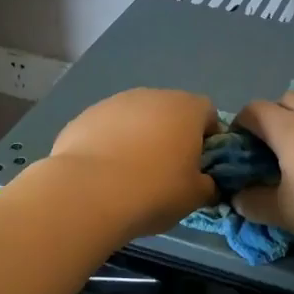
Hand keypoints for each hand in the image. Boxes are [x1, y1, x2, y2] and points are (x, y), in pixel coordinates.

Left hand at [47, 88, 221, 238]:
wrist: (87, 193)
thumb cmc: (154, 191)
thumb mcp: (194, 197)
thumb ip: (208, 185)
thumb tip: (206, 183)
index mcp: (186, 109)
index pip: (209, 114)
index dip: (209, 140)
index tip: (200, 167)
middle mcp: (152, 96)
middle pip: (171, 113)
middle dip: (172, 137)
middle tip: (166, 173)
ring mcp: (115, 102)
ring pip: (137, 118)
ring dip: (139, 138)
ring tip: (130, 175)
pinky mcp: (85, 116)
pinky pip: (108, 128)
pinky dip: (110, 144)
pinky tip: (103, 173)